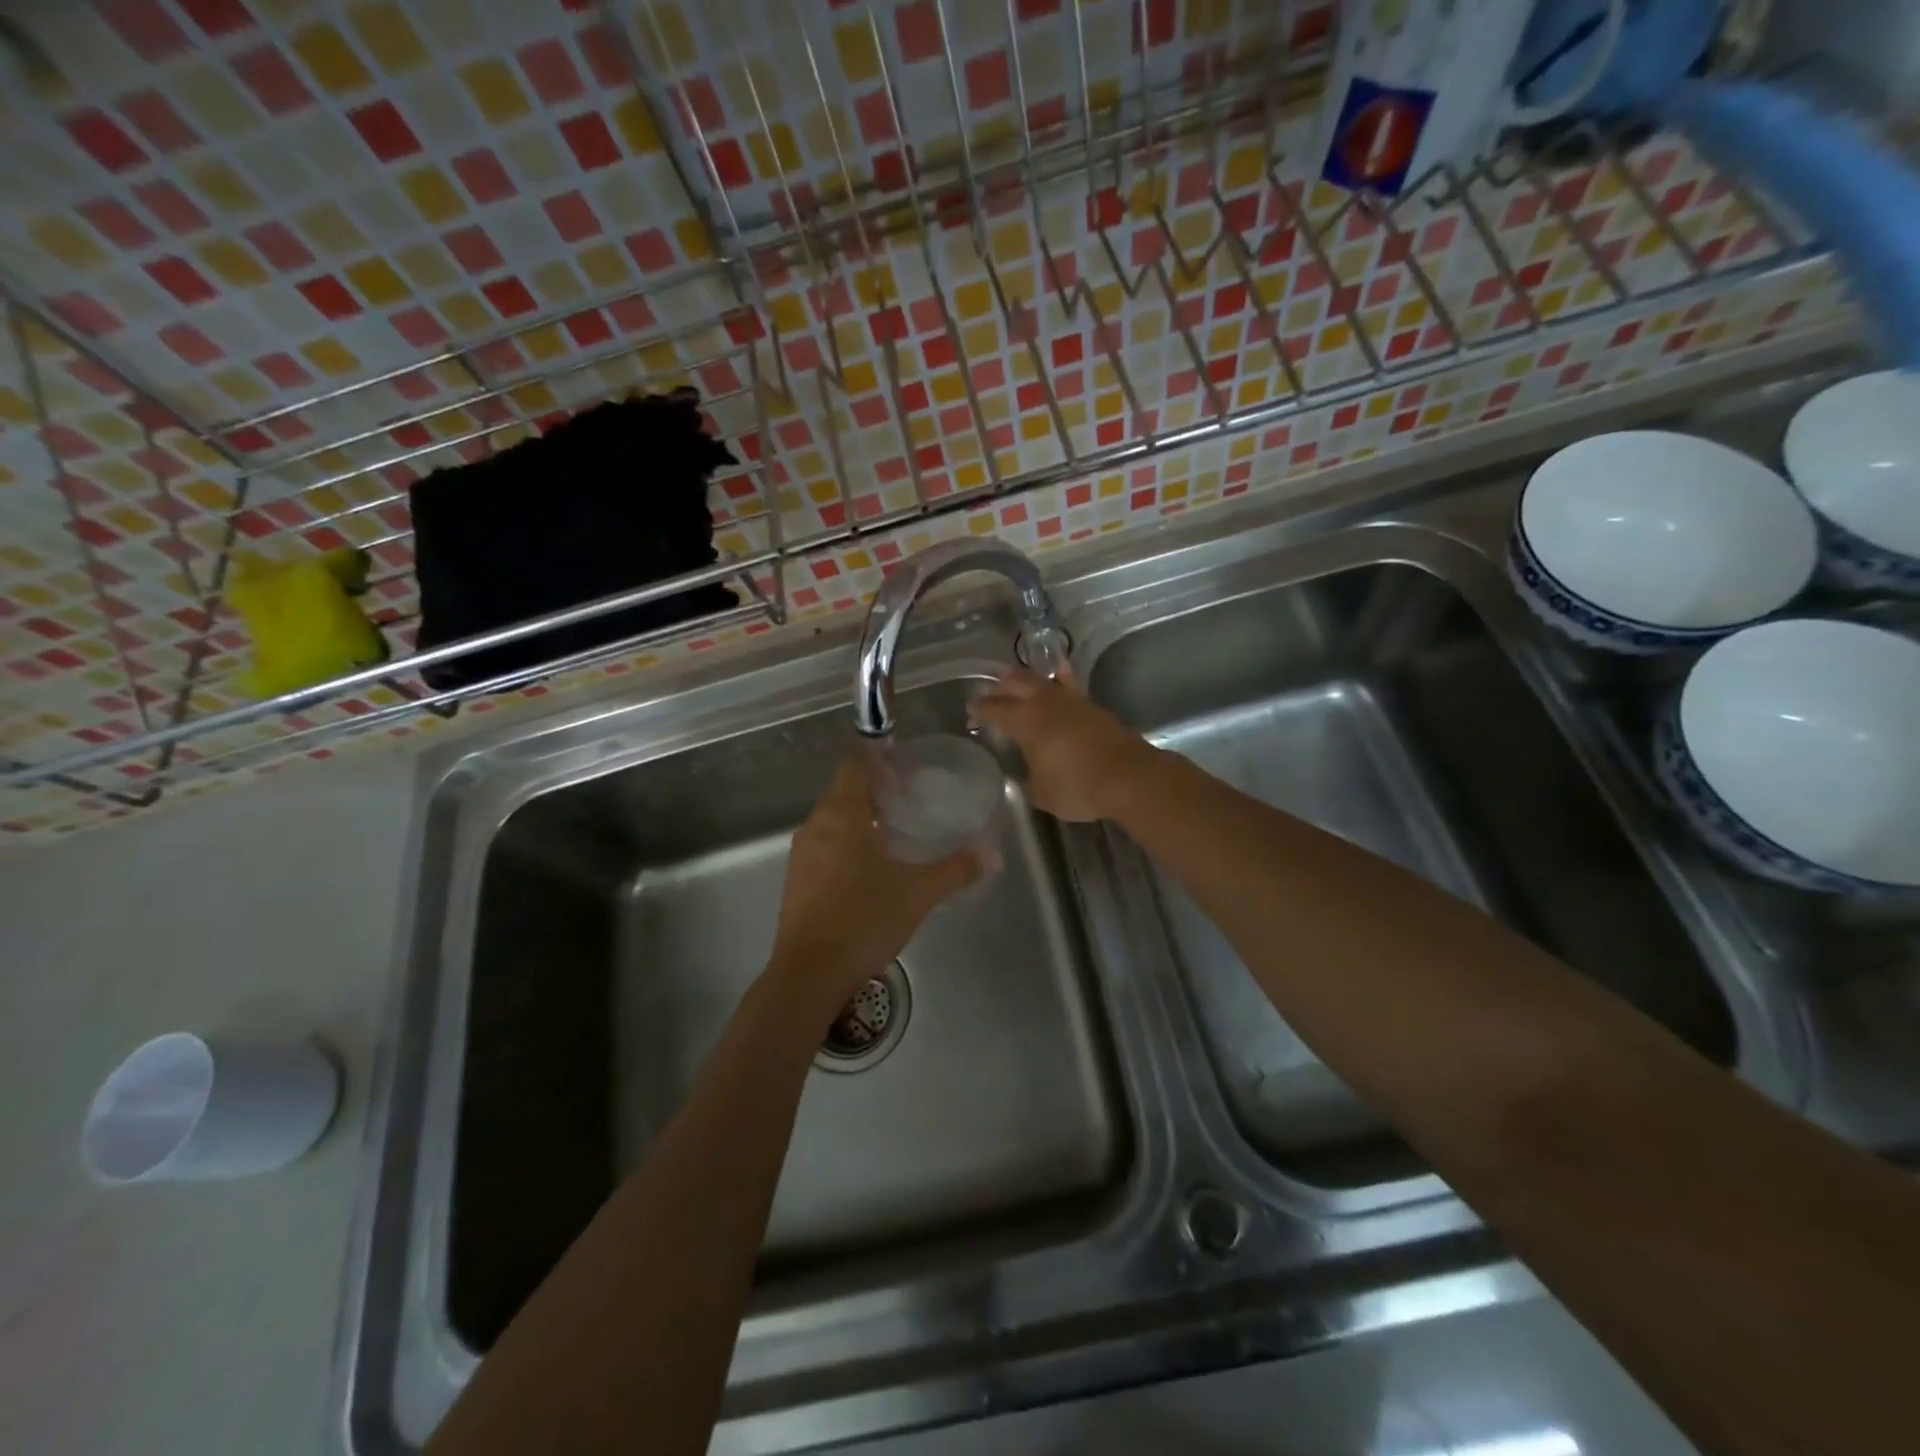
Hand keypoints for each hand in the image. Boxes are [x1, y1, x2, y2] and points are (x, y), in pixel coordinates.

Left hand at [768, 754, 983, 1012]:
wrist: (810, 973)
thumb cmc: (864, 919)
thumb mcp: (919, 892)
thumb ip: (956, 869)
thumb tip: (992, 854)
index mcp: (842, 815)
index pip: (854, 766)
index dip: (877, 759)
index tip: (904, 767)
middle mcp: (816, 825)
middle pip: (842, 790)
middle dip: (873, 788)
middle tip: (908, 798)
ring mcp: (802, 854)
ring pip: (831, 819)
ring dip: (859, 817)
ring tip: (893, 831)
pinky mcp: (796, 880)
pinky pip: (823, 844)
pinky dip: (845, 842)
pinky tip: (869, 867)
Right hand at [968, 669, 1158, 822]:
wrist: (1128, 777)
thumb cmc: (1078, 787)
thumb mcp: (1042, 793)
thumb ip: (1029, 781)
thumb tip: (1028, 775)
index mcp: (1025, 722)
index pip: (995, 710)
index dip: (980, 709)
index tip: (970, 710)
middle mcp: (1045, 704)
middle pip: (1016, 685)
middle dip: (1000, 687)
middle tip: (991, 692)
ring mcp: (1071, 701)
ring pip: (1042, 680)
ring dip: (1026, 678)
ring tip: (1016, 676)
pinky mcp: (1092, 706)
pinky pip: (1069, 684)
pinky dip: (1060, 677)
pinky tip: (1059, 671)